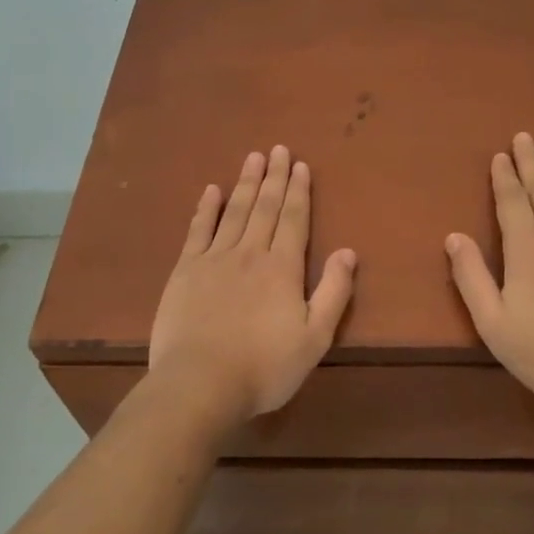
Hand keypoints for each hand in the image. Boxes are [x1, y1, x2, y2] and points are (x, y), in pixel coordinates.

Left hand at [148, 146, 357, 428]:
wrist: (200, 384)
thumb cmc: (264, 367)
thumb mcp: (315, 338)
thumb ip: (334, 292)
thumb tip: (348, 251)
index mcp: (283, 268)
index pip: (294, 219)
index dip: (298, 191)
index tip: (300, 165)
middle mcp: (250, 253)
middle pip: (265, 207)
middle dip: (273, 177)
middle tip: (277, 149)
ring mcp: (214, 259)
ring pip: (234, 211)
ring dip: (245, 183)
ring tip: (253, 158)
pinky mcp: (185, 271)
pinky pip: (198, 230)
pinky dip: (206, 208)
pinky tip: (211, 190)